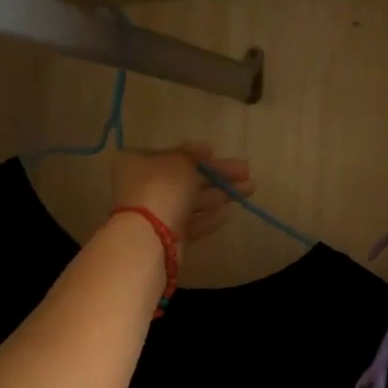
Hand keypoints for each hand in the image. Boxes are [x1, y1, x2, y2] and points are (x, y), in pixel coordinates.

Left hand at [111, 142, 250, 251]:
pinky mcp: (167, 237)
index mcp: (137, 163)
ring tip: (250, 189)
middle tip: (245, 171)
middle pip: (184, 178)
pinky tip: (230, 213)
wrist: (149, 238)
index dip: (194, 154)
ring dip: (219, 194)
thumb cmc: (162, 188)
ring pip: (191, 201)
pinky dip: (208, 217)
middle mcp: (143, 187)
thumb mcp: (181, 162)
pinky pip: (190, 223)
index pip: (170, 155)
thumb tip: (202, 148)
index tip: (215, 152)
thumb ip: (193, 155)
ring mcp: (154, 215)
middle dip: (216, 175)